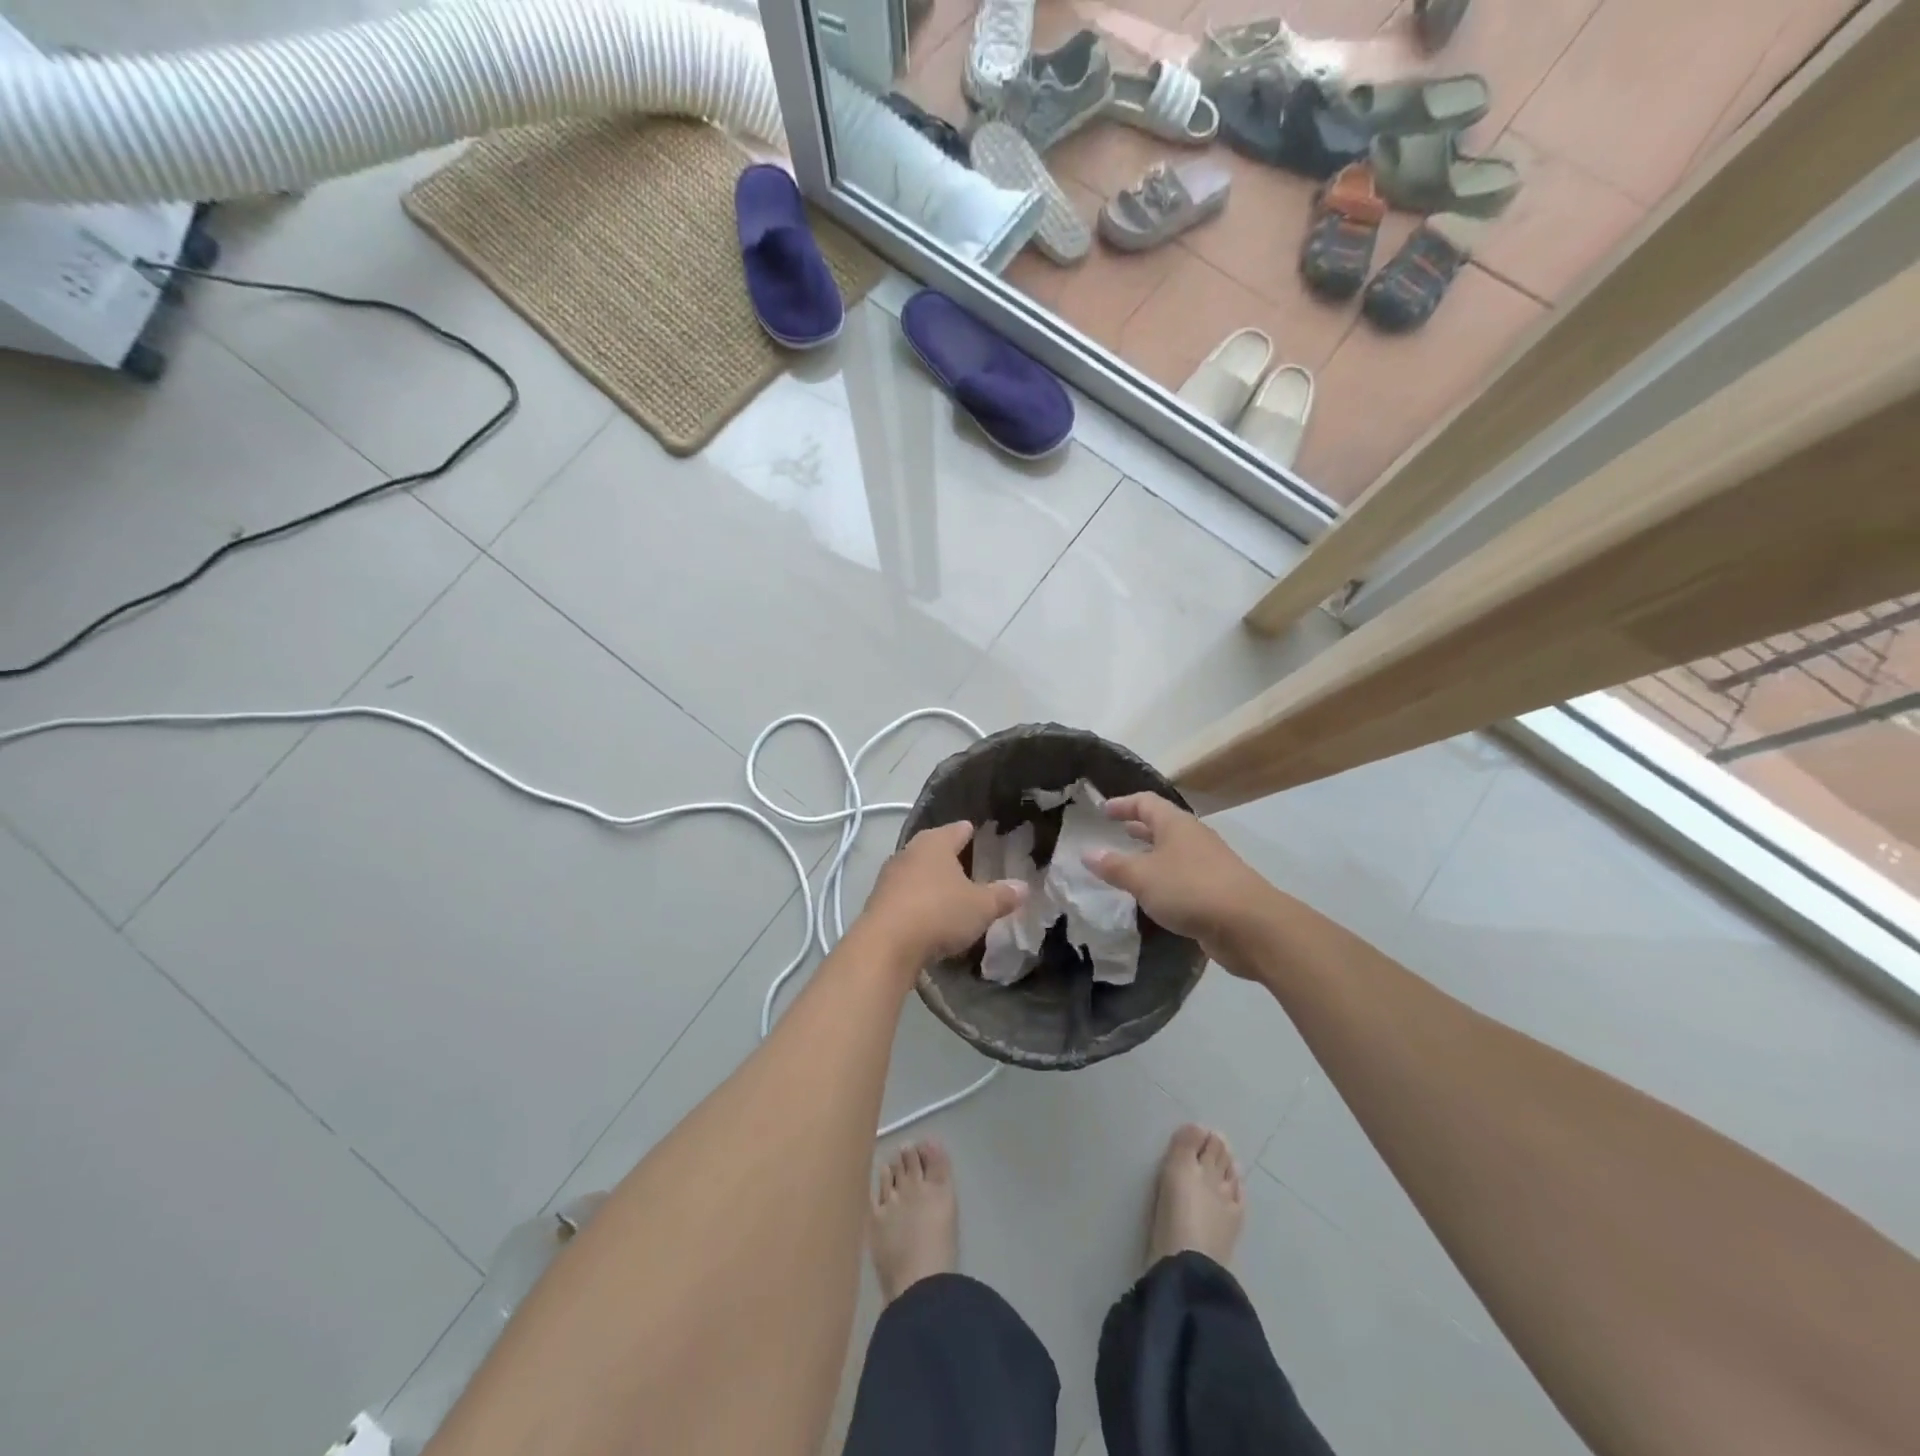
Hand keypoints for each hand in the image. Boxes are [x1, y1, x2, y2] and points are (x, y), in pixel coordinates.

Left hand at [861, 821, 1026, 968]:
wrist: (885, 946)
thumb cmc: (939, 913)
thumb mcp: (980, 907)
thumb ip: (1002, 896)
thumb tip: (1023, 887)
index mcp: (935, 843)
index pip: (958, 829)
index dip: (971, 832)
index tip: (981, 835)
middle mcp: (909, 852)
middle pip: (933, 848)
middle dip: (949, 857)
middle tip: (969, 866)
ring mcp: (889, 877)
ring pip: (916, 871)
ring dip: (931, 880)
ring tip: (950, 893)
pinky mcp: (877, 902)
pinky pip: (904, 895)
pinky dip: (917, 901)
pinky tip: (928, 915)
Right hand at [1083, 792, 1279, 967]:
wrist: (1248, 925)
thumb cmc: (1189, 890)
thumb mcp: (1142, 877)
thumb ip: (1113, 866)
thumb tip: (1087, 853)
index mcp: (1175, 824)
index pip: (1145, 803)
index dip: (1123, 804)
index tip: (1103, 810)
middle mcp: (1193, 837)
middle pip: (1163, 825)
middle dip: (1139, 828)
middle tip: (1116, 832)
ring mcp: (1209, 863)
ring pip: (1174, 851)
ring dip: (1152, 855)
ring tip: (1130, 864)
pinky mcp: (1218, 890)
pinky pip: (1184, 876)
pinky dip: (1165, 879)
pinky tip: (1154, 895)